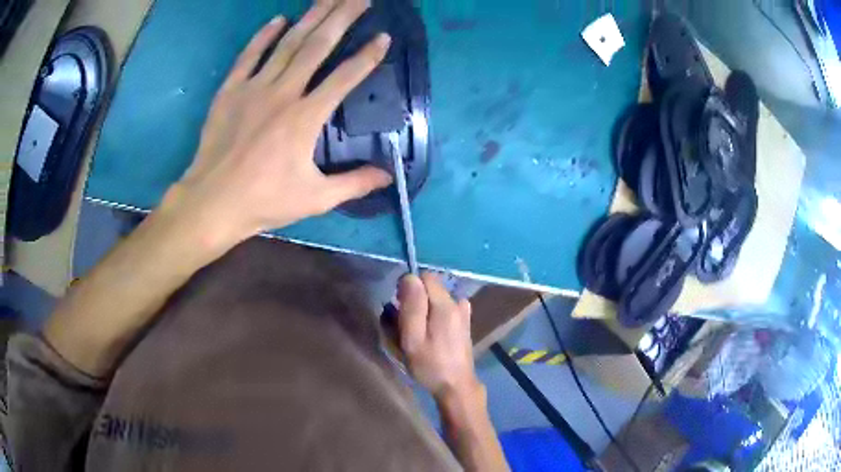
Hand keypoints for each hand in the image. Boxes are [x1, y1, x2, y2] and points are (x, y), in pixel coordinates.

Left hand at [165, 0, 392, 246]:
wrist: (213, 202)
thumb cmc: (264, 201)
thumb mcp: (315, 198)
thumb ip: (354, 183)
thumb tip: (387, 175)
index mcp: (306, 118)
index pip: (345, 78)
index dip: (368, 56)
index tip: (384, 36)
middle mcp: (284, 93)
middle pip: (318, 46)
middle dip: (342, 18)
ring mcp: (254, 88)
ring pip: (288, 44)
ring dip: (311, 17)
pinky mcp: (231, 91)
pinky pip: (249, 56)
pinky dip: (263, 36)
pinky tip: (278, 20)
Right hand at [397, 273, 480, 400]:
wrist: (456, 386)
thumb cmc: (430, 365)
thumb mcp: (413, 339)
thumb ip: (412, 306)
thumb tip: (410, 277)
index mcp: (445, 305)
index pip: (424, 277)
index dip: (408, 287)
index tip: (400, 308)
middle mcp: (457, 303)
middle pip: (431, 286)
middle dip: (415, 298)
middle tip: (406, 324)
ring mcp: (464, 312)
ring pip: (437, 297)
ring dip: (425, 307)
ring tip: (418, 331)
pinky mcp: (465, 322)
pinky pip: (445, 307)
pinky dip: (435, 314)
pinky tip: (432, 332)